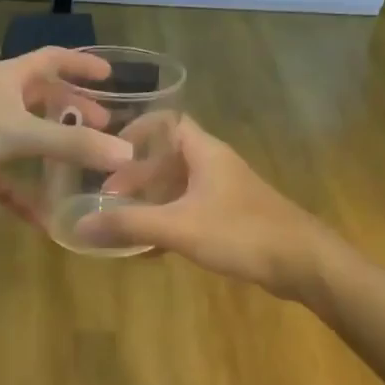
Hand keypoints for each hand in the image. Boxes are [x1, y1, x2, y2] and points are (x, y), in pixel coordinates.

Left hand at [0, 48, 133, 219]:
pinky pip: (8, 181)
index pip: (52, 59)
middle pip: (43, 99)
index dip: (80, 63)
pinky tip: (47, 219)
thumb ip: (73, 144)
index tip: (110, 74)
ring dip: (54, 151)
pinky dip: (27, 196)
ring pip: (28, 139)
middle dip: (73, 110)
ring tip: (86, 164)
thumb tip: (126, 154)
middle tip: (104, 125)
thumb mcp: (21, 133)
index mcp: (8, 78)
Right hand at [75, 117, 338, 298]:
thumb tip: (79, 227)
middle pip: (168, 157)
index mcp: (205, 152)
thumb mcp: (180, 227)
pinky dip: (169, 221)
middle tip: (107, 196)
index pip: (167, 121)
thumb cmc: (242, 232)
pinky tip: (151, 248)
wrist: (304, 262)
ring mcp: (226, 191)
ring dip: (151, 200)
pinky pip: (191, 210)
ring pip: (179, 186)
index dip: (137, 130)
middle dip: (136, 174)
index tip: (108, 151)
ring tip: (121, 220)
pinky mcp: (233, 217)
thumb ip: (130, 225)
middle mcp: (215, 164)